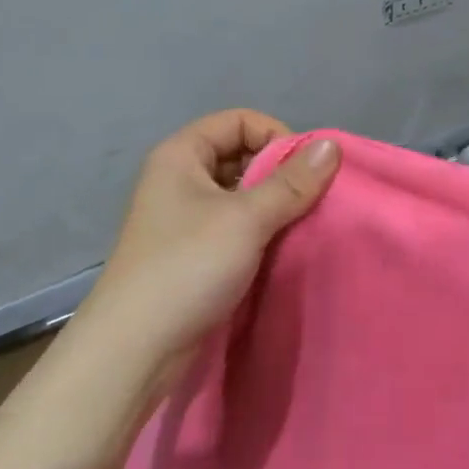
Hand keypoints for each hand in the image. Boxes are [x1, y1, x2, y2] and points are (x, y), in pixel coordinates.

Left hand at [77, 110, 340, 393]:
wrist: (136, 348)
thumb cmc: (188, 267)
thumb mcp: (246, 219)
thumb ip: (291, 183)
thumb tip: (332, 146)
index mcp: (181, 155)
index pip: (238, 121)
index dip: (276, 136)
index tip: (307, 171)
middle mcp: (179, 179)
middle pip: (240, 156)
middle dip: (279, 173)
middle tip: (310, 202)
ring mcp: (184, 219)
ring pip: (239, 196)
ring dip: (272, 207)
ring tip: (302, 227)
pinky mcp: (192, 254)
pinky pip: (234, 228)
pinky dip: (260, 233)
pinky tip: (282, 251)